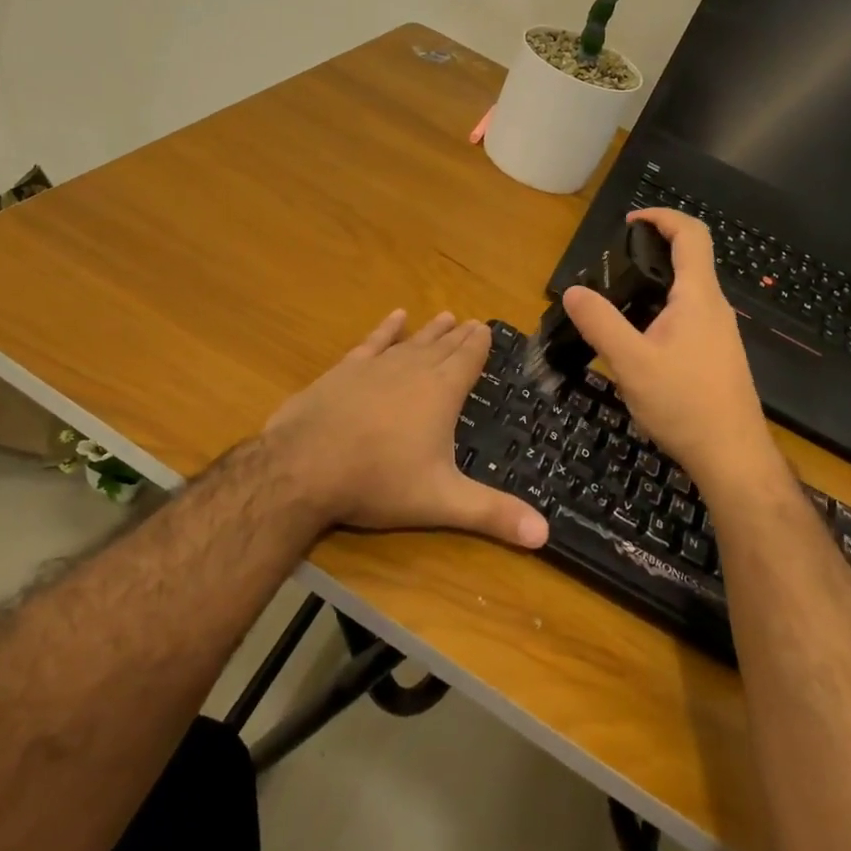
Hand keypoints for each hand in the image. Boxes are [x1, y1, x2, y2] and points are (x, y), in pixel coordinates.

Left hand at [262, 310, 549, 548]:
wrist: (305, 465)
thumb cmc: (380, 481)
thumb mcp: (442, 501)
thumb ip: (493, 515)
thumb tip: (545, 535)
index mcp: (441, 392)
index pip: (468, 360)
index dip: (479, 345)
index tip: (487, 328)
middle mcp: (413, 369)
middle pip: (443, 347)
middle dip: (460, 336)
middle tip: (473, 321)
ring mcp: (376, 366)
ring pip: (412, 341)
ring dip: (430, 330)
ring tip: (446, 315)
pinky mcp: (345, 370)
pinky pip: (373, 342)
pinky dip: (386, 329)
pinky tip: (395, 316)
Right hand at [562, 209, 789, 497]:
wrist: (732, 457)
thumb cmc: (684, 404)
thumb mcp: (631, 363)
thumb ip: (600, 323)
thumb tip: (573, 291)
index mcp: (698, 297)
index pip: (691, 234)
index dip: (662, 217)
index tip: (630, 222)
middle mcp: (714, 307)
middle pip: (689, 260)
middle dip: (652, 251)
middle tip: (612, 265)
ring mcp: (720, 333)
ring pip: (687, 292)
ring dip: (655, 285)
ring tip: (617, 303)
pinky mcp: (717, 356)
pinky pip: (689, 317)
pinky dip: (662, 311)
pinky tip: (639, 343)